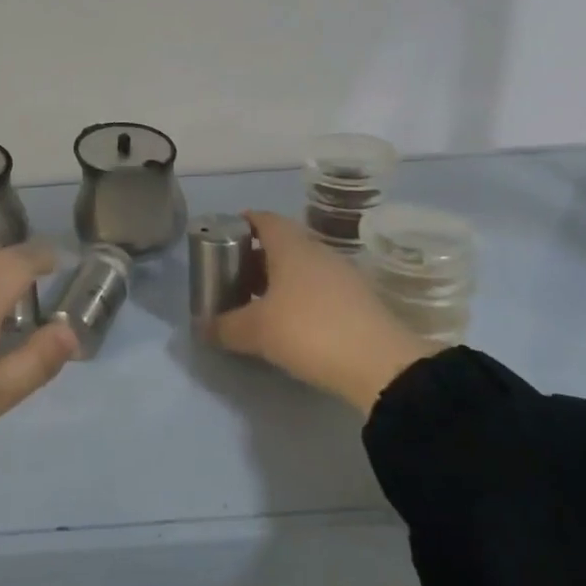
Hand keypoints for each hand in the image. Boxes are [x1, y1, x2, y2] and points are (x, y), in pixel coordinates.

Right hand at [213, 212, 437, 414]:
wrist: (382, 365)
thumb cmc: (309, 331)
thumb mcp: (257, 331)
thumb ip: (225, 326)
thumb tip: (204, 327)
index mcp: (292, 246)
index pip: (264, 219)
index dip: (242, 223)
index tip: (223, 238)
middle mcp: (318, 252)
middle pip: (282, 243)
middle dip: (256, 257)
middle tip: (233, 277)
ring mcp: (343, 275)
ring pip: (302, 267)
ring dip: (279, 279)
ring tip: (257, 303)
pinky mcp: (359, 301)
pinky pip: (320, 288)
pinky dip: (301, 297)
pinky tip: (290, 323)